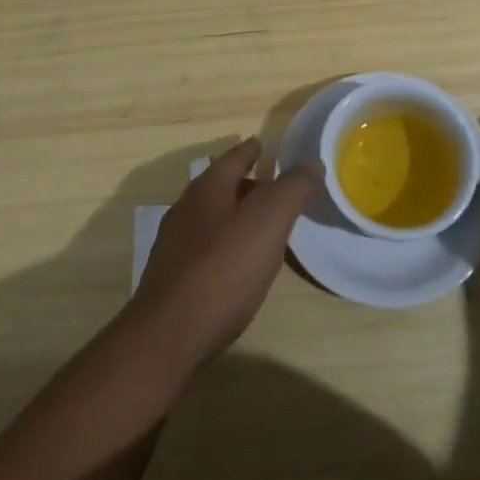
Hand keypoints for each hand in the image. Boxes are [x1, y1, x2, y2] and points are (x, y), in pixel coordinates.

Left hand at [126, 138, 319, 367]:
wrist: (169, 334)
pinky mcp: (171, 277)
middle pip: (219, 186)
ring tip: (259, 226)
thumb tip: (311, 163)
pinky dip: (224, 244)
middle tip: (271, 188)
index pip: (233, 158)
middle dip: (244, 184)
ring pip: (210, 217)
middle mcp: (186, 209)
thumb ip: (291, 189)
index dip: (250, 150)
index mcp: (207, 189)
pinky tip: (236, 264)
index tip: (262, 144)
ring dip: (234, 215)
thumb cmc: (223, 269)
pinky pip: (204, 247)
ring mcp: (174, 244)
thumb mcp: (268, 222)